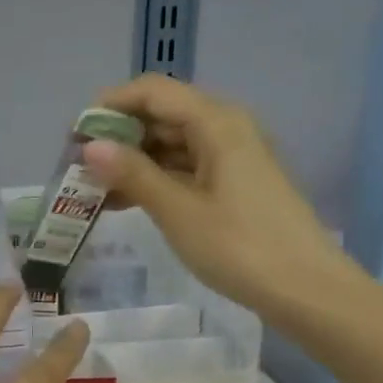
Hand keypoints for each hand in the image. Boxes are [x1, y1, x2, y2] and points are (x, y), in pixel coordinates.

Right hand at [83, 73, 364, 326]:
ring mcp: (233, 156)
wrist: (307, 291)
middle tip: (80, 166)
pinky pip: (186, 166)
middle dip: (118, 135)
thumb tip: (90, 146)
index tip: (75, 136)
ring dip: (134, 160)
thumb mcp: (178, 210)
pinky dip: (156, 178)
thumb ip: (132, 173)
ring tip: (95, 188)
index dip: (109, 105)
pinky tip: (126, 201)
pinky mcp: (235, 183)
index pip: (152, 91)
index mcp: (216, 122)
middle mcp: (226, 128)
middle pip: (162, 113)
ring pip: (172, 143)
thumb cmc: (240, 246)